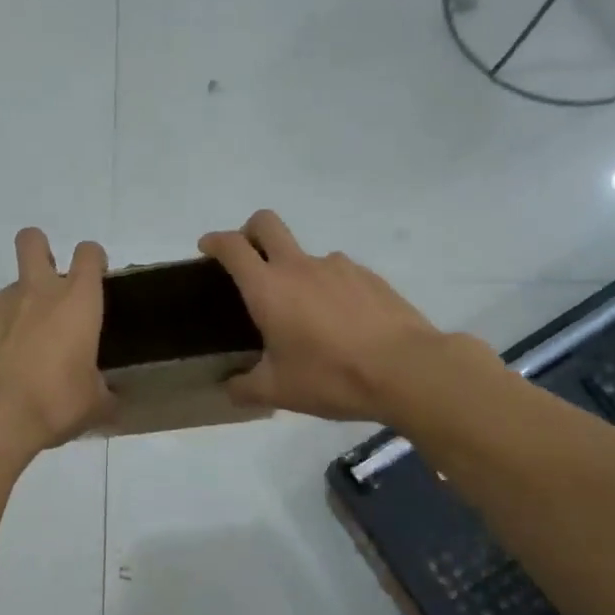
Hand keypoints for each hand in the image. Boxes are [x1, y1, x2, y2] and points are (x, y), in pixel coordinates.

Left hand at [0, 228, 115, 462]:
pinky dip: (4, 330)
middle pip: (33, 241)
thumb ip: (104, 391)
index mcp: (77, 301)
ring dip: (24, 302)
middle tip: (51, 281)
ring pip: (15, 285)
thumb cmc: (54, 402)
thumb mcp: (93, 403)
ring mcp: (2, 305)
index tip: (97, 279)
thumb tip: (109, 398)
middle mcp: (38, 291)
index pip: (88, 254)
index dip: (94, 260)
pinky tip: (8, 362)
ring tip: (31, 344)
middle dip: (41, 249)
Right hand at [198, 210, 442, 421]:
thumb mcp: (279, 391)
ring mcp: (338, 267)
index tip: (207, 248)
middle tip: (248, 259)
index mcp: (268, 288)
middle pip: (267, 223)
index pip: (232, 246)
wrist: (407, 370)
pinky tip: (341, 322)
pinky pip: (338, 273)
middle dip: (250, 230)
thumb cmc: (331, 376)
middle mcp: (299, 267)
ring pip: (306, 253)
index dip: (215, 241)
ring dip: (295, 270)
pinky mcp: (369, 277)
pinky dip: (329, 288)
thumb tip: (229, 388)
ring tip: (305, 313)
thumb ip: (246, 387)